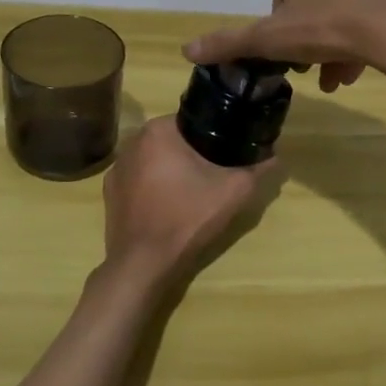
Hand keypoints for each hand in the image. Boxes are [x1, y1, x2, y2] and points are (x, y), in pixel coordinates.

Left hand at [101, 117, 271, 288]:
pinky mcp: (110, 193)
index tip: (229, 152)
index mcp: (158, 130)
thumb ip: (258, 169)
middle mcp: (132, 141)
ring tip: (193, 192)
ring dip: (173, 170)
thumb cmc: (187, 218)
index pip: (194, 121)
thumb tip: (275, 157)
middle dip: (195, 153)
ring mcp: (117, 168)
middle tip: (216, 175)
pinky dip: (154, 188)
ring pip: (156, 160)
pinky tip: (168, 207)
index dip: (215, 135)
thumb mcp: (234, 192)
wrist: (143, 264)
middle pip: (174, 140)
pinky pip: (140, 180)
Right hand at [184, 0, 385, 87]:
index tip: (287, 48)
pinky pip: (369, 8)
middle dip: (309, 38)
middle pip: (311, 1)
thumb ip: (230, 42)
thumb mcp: (271, 40)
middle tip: (313, 68)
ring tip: (338, 77)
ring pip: (341, 8)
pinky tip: (363, 62)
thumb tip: (186, 50)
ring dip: (335, 43)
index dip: (279, 22)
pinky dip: (362, 33)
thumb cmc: (327, 27)